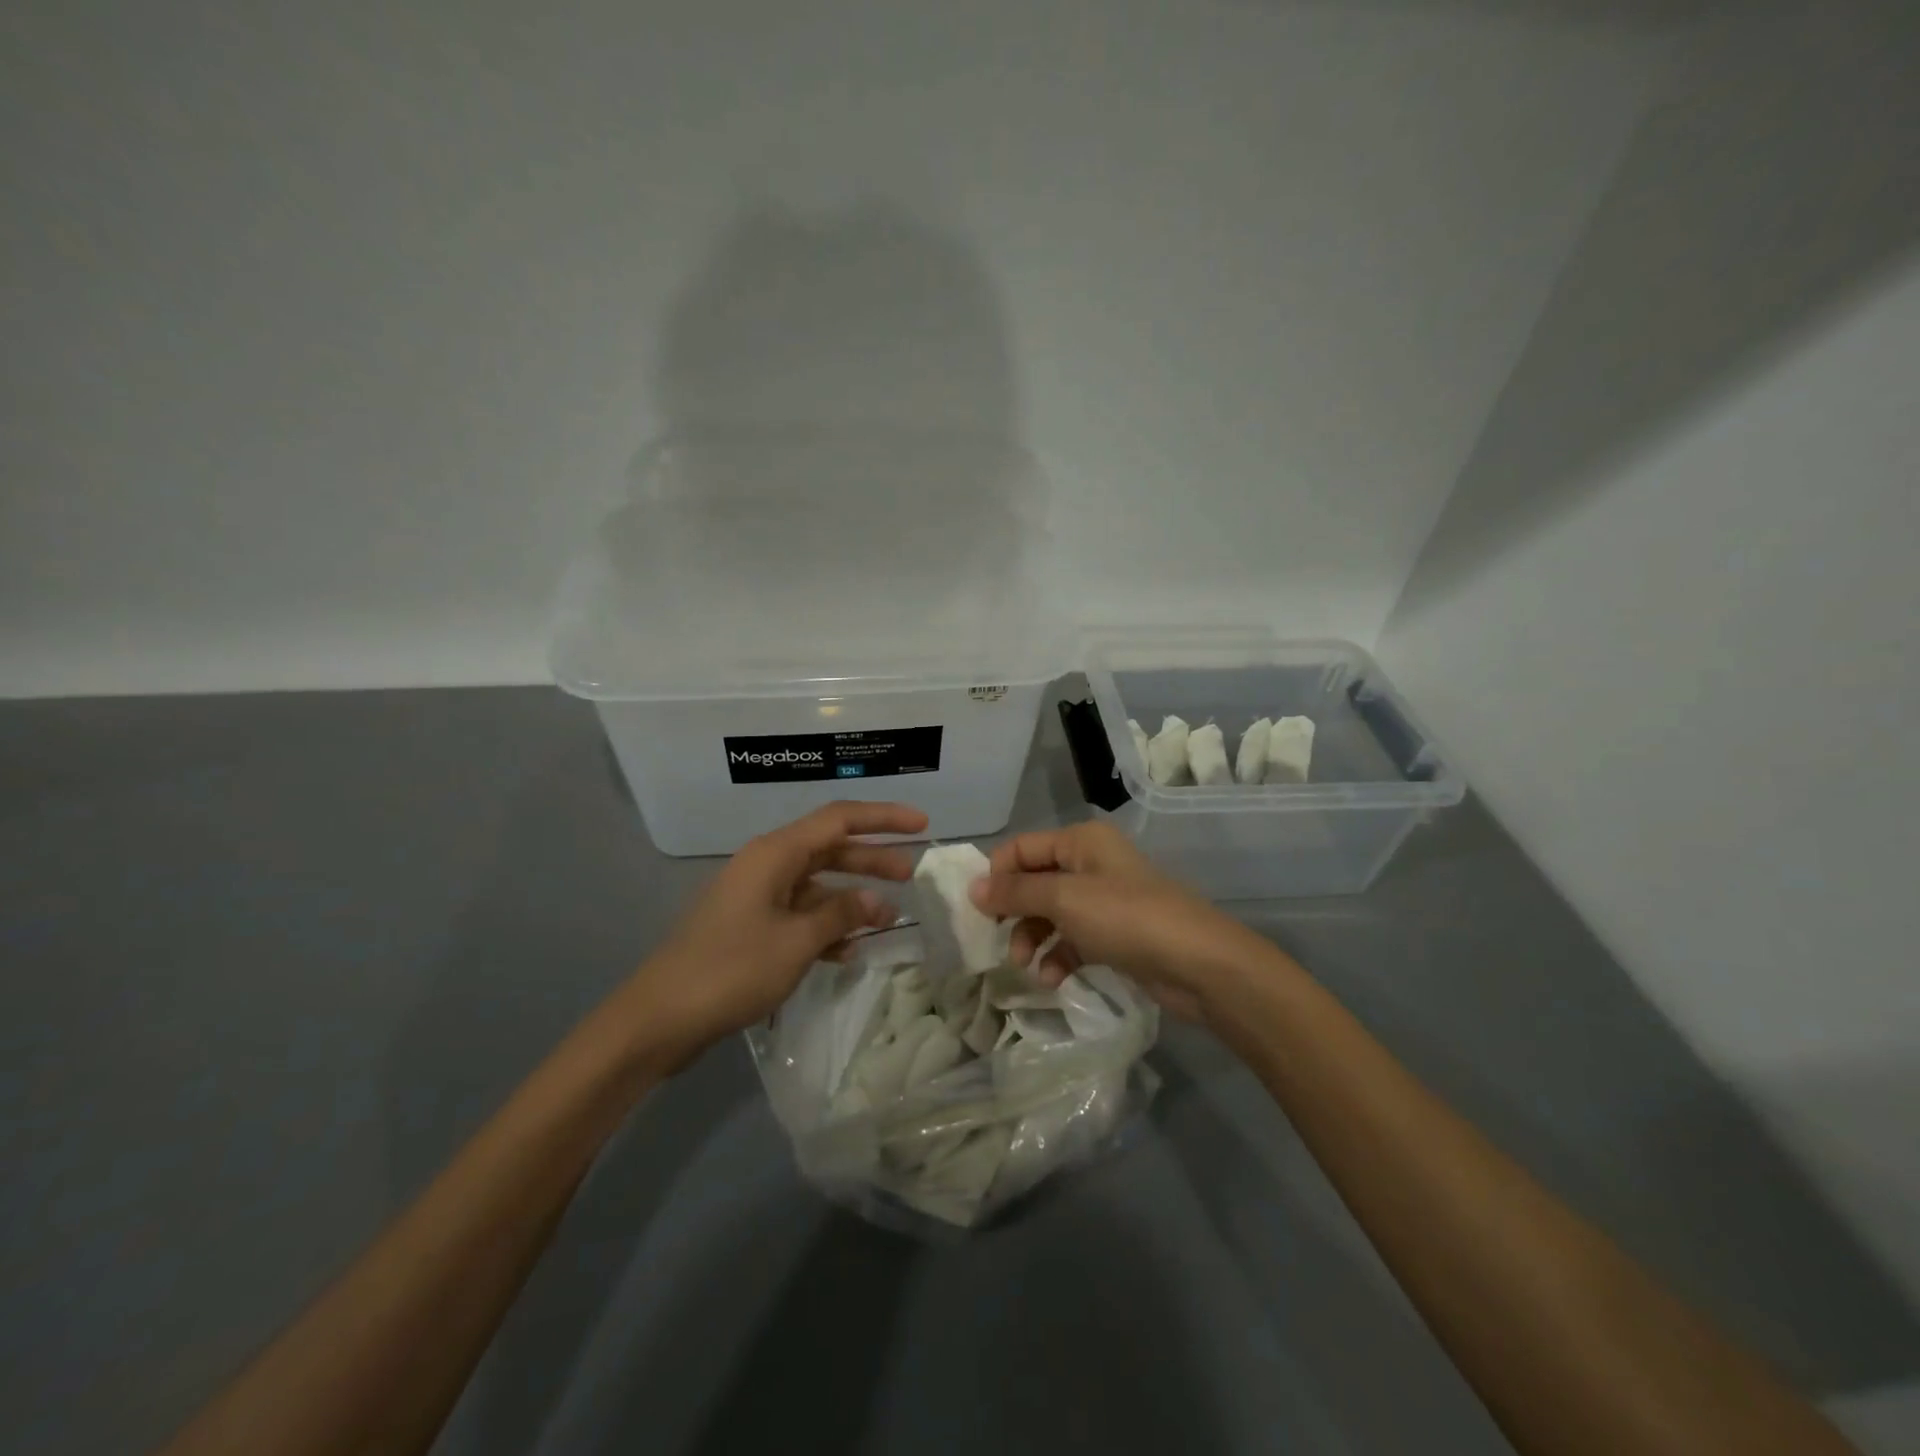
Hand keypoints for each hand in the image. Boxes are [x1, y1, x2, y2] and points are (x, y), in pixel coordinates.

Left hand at [626, 801, 927, 1060]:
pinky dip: (825, 926)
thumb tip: (879, 901)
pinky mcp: (750, 926)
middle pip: (830, 849)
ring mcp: (756, 896)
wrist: (660, 1018)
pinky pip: (799, 914)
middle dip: (872, 859)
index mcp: (775, 853)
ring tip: (887, 918)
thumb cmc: (731, 969)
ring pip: (816, 884)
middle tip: (912, 874)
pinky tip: (848, 951)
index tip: (921, 825)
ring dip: (850, 898)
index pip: (839, 819)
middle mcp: (766, 865)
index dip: (883, 818)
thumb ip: (842, 914)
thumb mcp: (796, 941)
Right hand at [969, 821, 1268, 1021]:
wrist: (1198, 963)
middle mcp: (1090, 863)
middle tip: (999, 941)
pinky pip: (1072, 939)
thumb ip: (1015, 893)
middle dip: (1014, 912)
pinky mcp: (1115, 934)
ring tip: (1026, 967)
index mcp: (1080, 841)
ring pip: (1051, 914)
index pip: (1021, 848)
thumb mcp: (1064, 900)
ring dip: (1032, 938)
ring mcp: (1104, 900)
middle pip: (1034, 882)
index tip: (979, 911)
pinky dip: (1058, 956)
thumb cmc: (1126, 918)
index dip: (997, 876)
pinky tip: (1052, 980)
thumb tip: (972, 887)